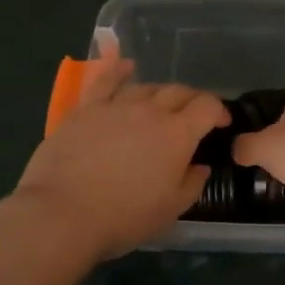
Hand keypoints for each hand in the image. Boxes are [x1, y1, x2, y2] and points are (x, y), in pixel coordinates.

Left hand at [12, 60, 227, 261]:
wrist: (62, 214)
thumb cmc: (122, 218)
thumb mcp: (170, 211)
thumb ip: (192, 183)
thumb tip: (200, 165)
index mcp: (177, 134)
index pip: (207, 107)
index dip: (219, 111)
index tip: (221, 123)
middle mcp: (151, 111)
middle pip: (179, 92)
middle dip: (193, 100)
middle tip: (194, 115)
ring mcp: (116, 105)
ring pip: (147, 87)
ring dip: (161, 93)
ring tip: (162, 105)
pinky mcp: (86, 109)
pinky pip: (106, 81)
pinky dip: (119, 70)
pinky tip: (126, 66)